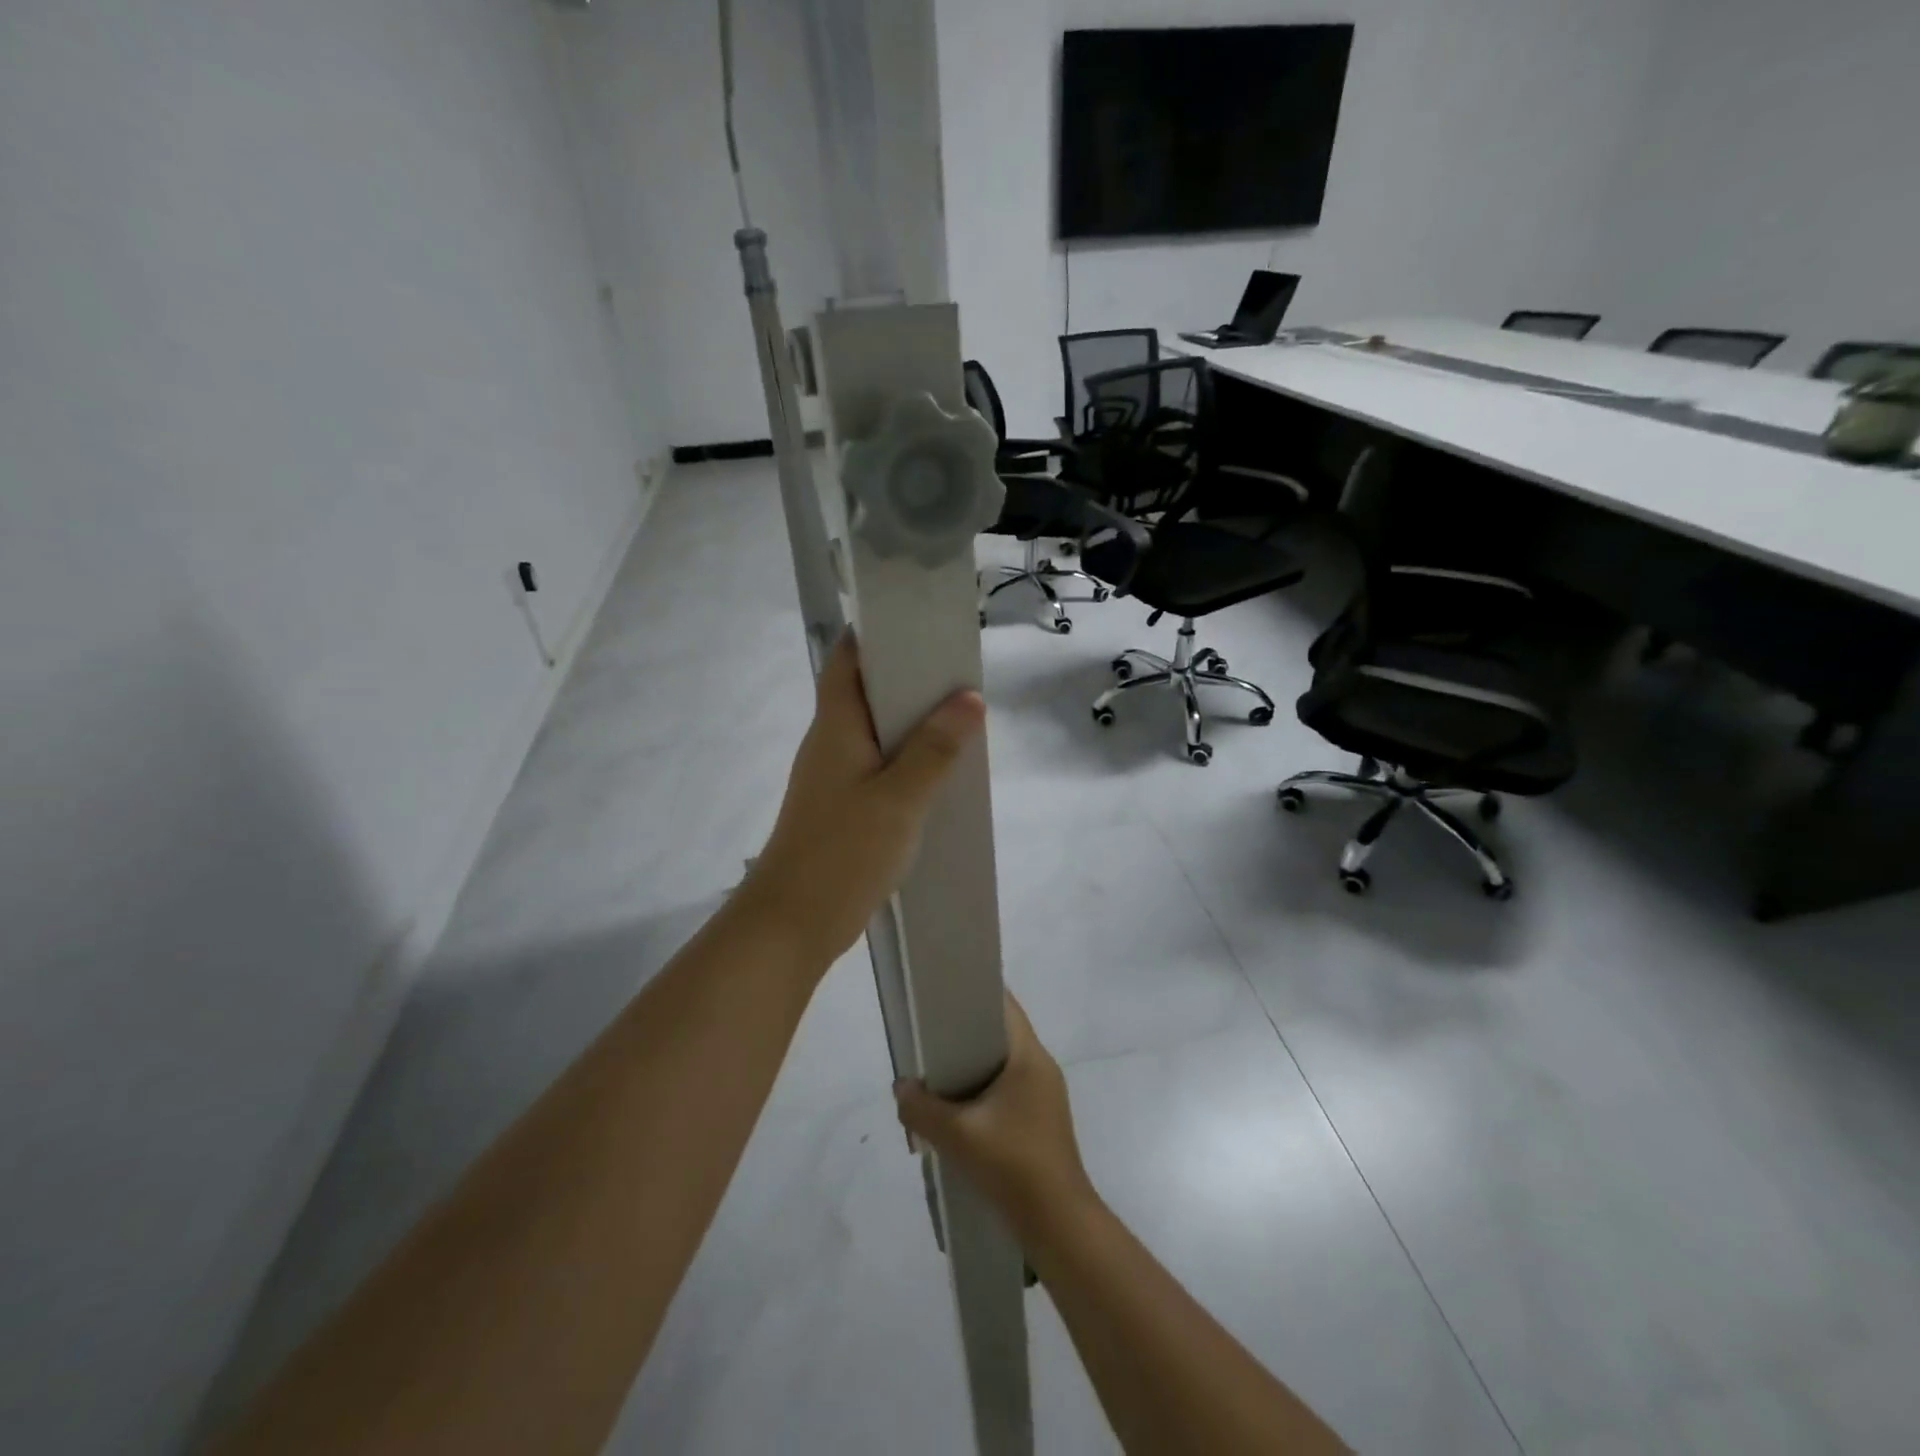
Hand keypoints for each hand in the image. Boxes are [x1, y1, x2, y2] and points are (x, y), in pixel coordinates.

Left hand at [739, 633, 985, 968]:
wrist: (793, 922)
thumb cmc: (842, 851)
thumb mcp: (899, 798)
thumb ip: (934, 749)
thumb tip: (969, 698)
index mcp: (835, 726)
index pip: (848, 659)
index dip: (878, 634)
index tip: (921, 622)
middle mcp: (830, 742)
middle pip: (866, 692)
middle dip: (909, 678)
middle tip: (959, 672)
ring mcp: (834, 776)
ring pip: (875, 732)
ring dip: (912, 722)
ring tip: (961, 715)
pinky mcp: (843, 806)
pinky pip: (879, 766)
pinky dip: (907, 759)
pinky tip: (940, 771)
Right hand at [893, 995, 1094, 1232]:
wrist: (1059, 1225)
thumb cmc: (1014, 1165)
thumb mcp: (958, 1136)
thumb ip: (922, 1109)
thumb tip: (901, 1088)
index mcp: (1029, 1056)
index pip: (1004, 1005)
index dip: (973, 993)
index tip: (941, 995)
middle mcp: (1040, 1067)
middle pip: (998, 1036)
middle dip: (962, 1038)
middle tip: (927, 1042)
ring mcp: (1043, 1096)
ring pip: (1000, 1068)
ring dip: (969, 1072)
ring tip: (934, 1081)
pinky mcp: (1040, 1121)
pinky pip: (1005, 1093)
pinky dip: (980, 1096)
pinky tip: (956, 1116)